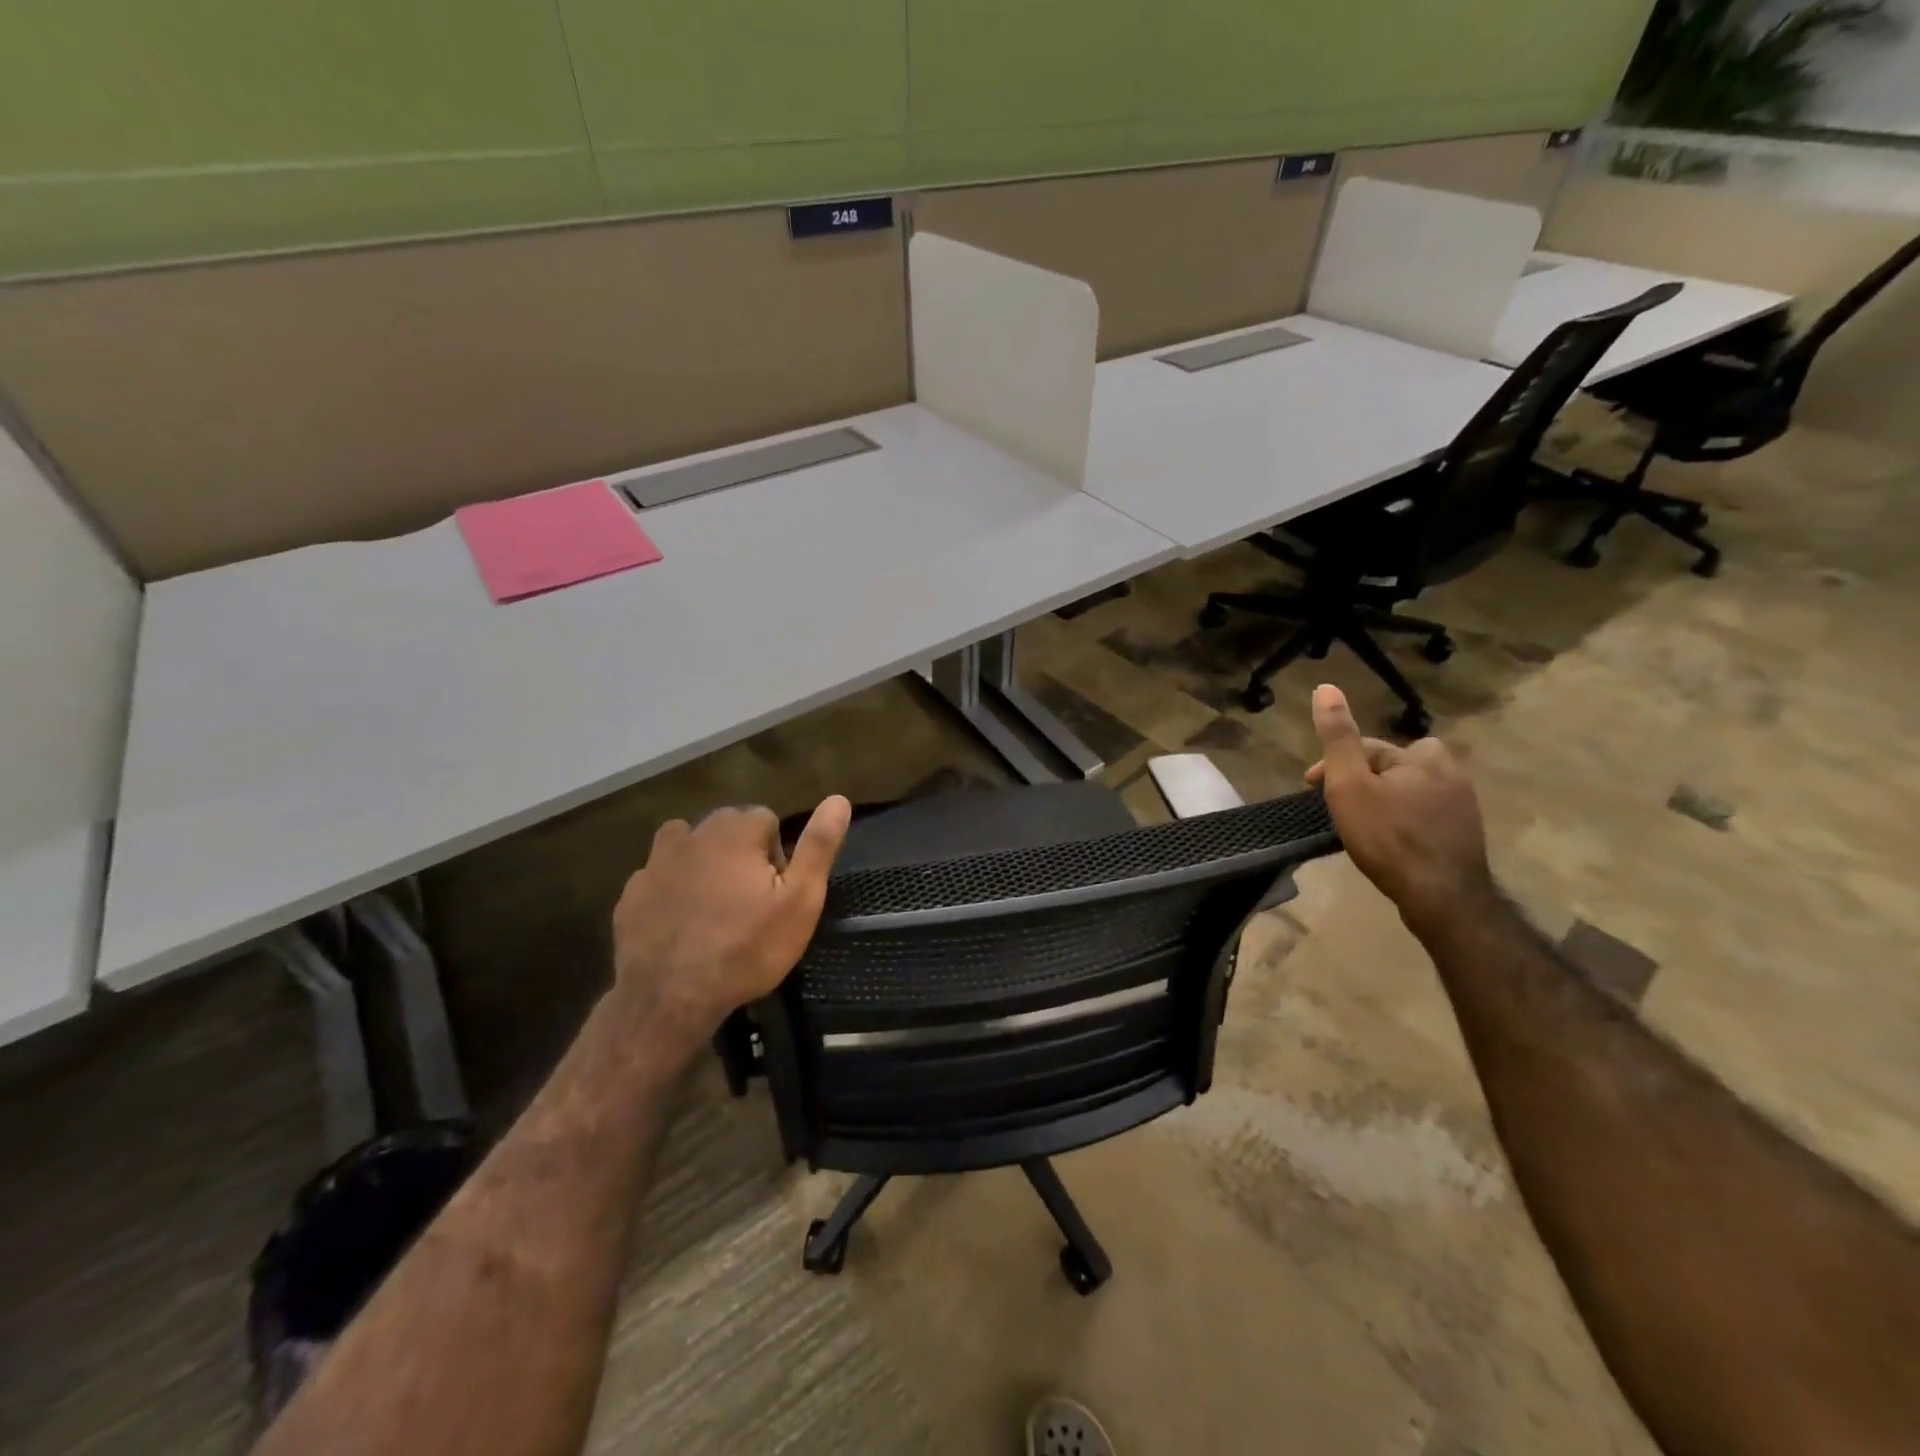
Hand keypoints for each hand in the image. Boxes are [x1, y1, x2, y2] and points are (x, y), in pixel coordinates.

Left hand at [610, 797, 851, 1049]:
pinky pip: (658, 878)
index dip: (777, 855)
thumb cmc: (747, 948)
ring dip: (703, 864)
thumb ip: (818, 846)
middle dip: (741, 855)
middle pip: (726, 829)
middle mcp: (692, 834)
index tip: (776, 893)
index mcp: (735, 831)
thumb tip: (839, 799)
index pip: (766, 820)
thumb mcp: (800, 900)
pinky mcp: (630, 894)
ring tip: (713, 906)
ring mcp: (654, 864)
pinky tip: (680, 924)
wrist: (670, 999)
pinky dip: (671, 891)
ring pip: (688, 847)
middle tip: (750, 904)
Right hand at [1305, 685, 1491, 932]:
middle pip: (1391, 766)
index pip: (1367, 748)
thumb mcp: (1349, 784)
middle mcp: (1452, 772)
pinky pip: (1424, 814)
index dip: (1333, 764)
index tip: (1310, 788)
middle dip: (1363, 779)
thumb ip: (1338, 738)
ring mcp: (1464, 805)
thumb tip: (1326, 688)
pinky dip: (1403, 820)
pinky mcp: (1465, 834)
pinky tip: (1390, 841)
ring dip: (1384, 799)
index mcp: (1424, 755)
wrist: (1442, 897)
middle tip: (1340, 804)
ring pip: (1409, 790)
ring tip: (1362, 824)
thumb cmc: (1388, 836)